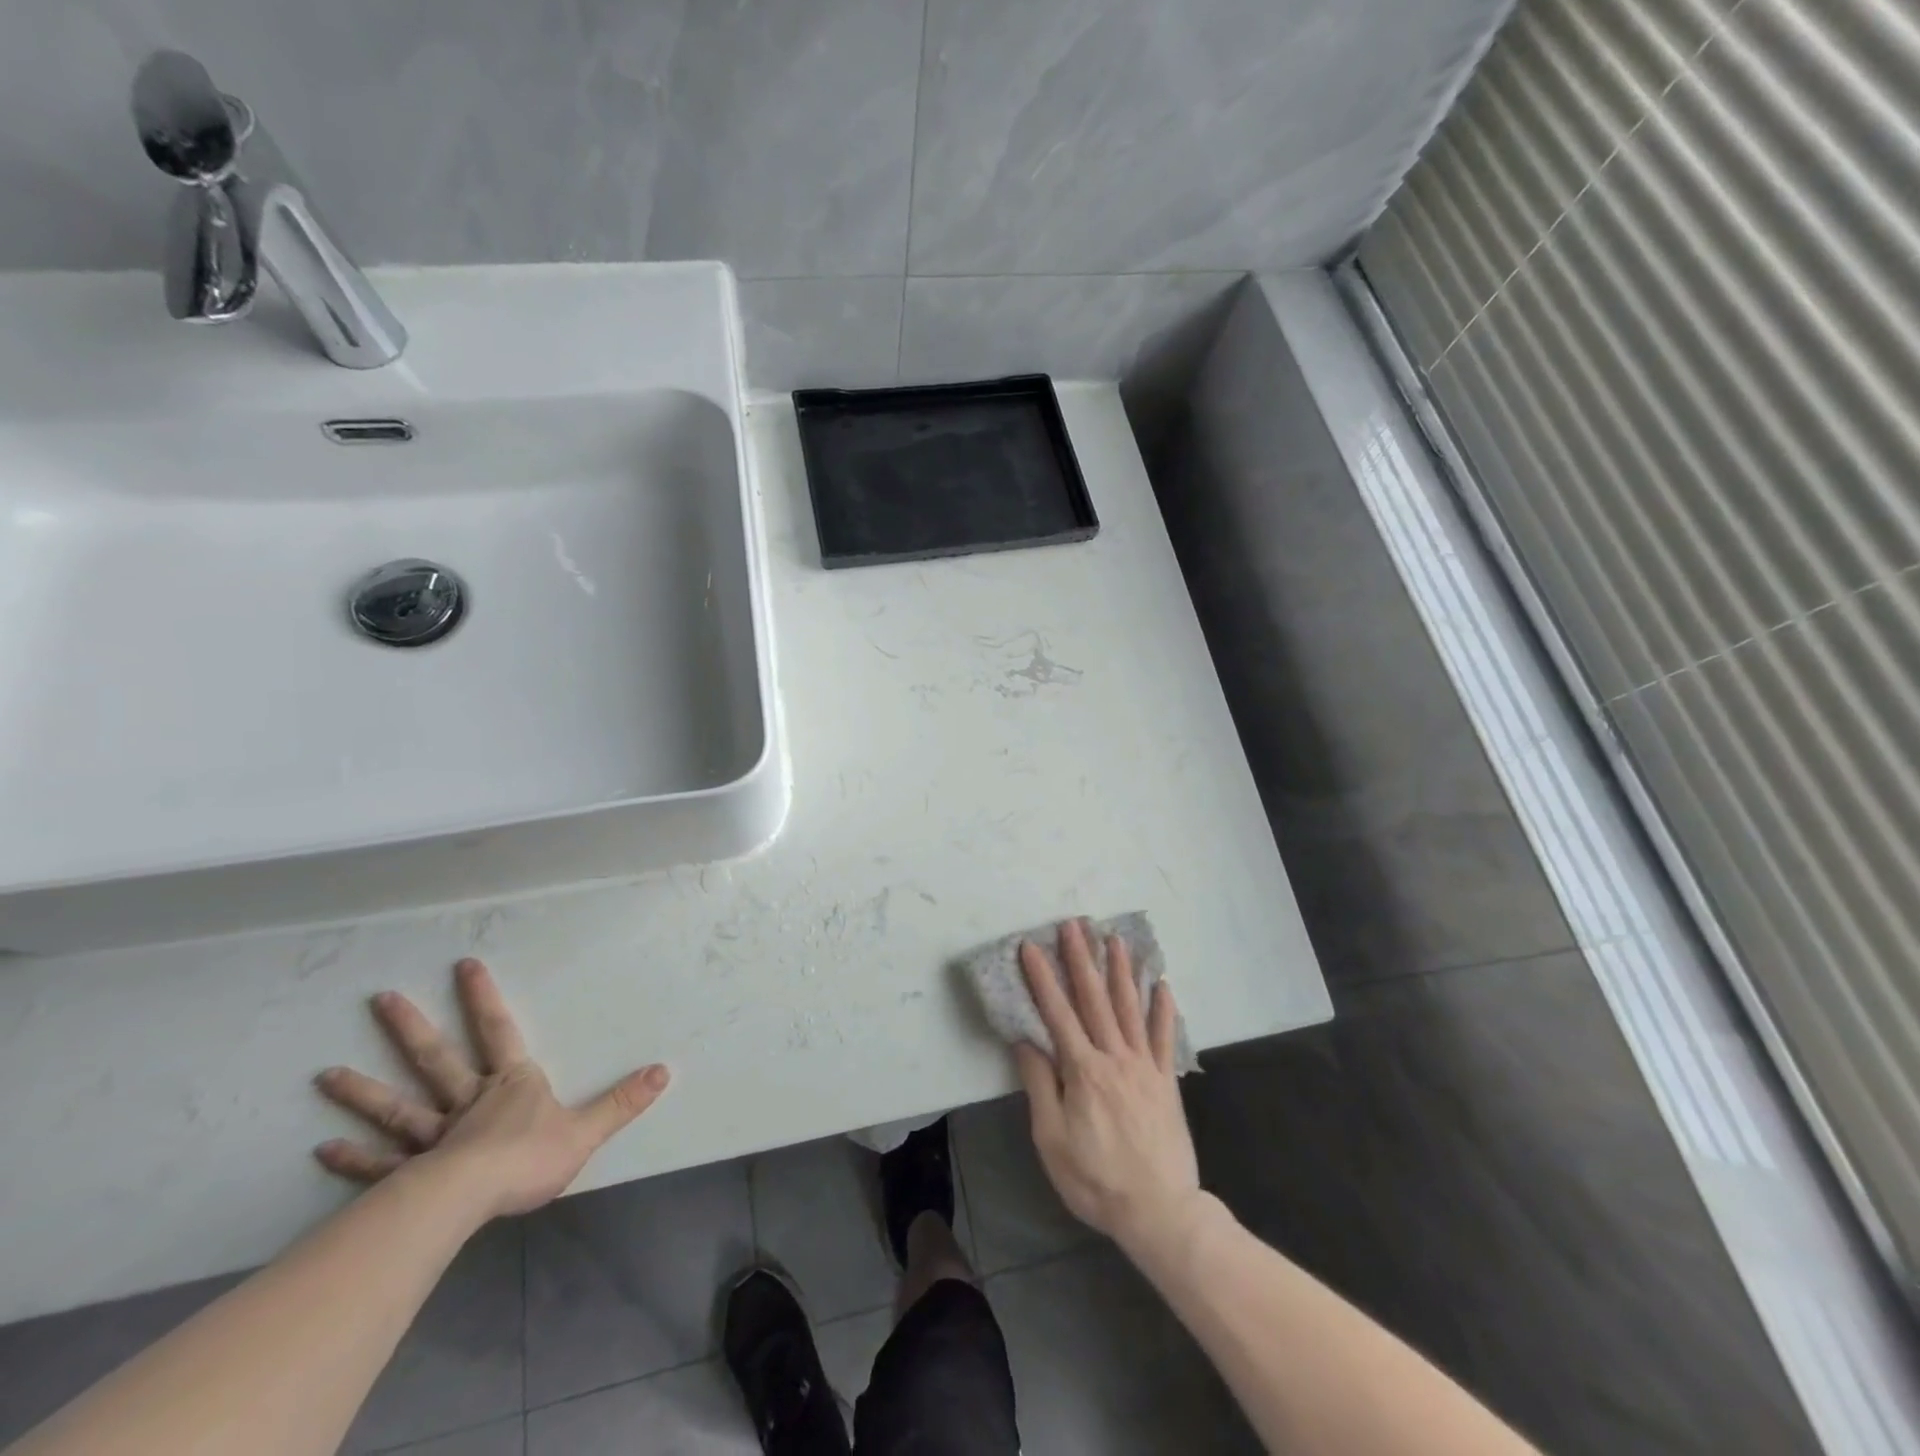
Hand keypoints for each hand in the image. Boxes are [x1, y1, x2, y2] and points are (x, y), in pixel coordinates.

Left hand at [313, 957, 670, 1218]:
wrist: (472, 1199)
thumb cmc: (528, 1158)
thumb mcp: (586, 1129)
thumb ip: (622, 1101)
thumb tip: (664, 1070)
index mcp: (509, 1084)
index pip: (497, 1030)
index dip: (482, 998)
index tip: (463, 965)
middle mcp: (467, 1101)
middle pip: (436, 1058)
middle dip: (411, 1028)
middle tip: (381, 999)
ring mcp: (433, 1138)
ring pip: (397, 1107)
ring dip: (363, 1091)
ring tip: (326, 1075)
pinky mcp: (410, 1175)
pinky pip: (378, 1164)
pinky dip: (352, 1156)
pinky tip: (324, 1148)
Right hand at [1014, 920, 1202, 1256]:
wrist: (1160, 1212)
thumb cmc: (1096, 1179)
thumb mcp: (1052, 1140)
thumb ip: (1040, 1086)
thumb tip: (1026, 1041)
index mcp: (1083, 1070)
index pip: (1057, 1013)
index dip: (1043, 977)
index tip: (1031, 946)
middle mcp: (1114, 1057)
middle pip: (1095, 999)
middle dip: (1081, 959)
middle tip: (1074, 924)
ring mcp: (1145, 1066)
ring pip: (1130, 1008)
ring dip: (1121, 971)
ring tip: (1115, 939)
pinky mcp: (1166, 1081)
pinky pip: (1165, 1038)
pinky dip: (1164, 1009)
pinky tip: (1163, 984)